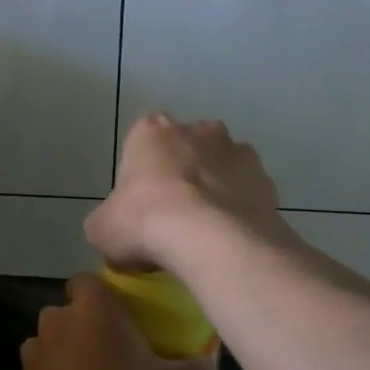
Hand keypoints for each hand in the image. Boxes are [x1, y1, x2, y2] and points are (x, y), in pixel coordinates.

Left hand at [14, 274, 211, 369]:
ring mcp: (33, 355)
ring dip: (71, 354)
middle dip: (89, 326)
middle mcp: (57, 322)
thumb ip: (192, 367)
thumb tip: (206, 361)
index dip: (104, 295)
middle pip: (71, 312)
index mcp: (94, 310)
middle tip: (118, 353)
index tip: (125, 317)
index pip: (88, 280)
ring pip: (55, 342)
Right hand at [86, 113, 285, 274]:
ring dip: (216, 190)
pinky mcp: (266, 180)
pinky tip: (231, 240)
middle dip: (183, 174)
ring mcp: (238, 152)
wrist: (210, 239)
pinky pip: (248, 194)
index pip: (143, 143)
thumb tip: (115, 229)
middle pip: (187, 149)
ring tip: (206, 233)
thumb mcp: (102, 228)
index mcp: (152, 130)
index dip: (142, 175)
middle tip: (174, 218)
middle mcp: (198, 130)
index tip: (141, 206)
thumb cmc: (144, 222)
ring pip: (223, 167)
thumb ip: (108, 220)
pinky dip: (241, 210)